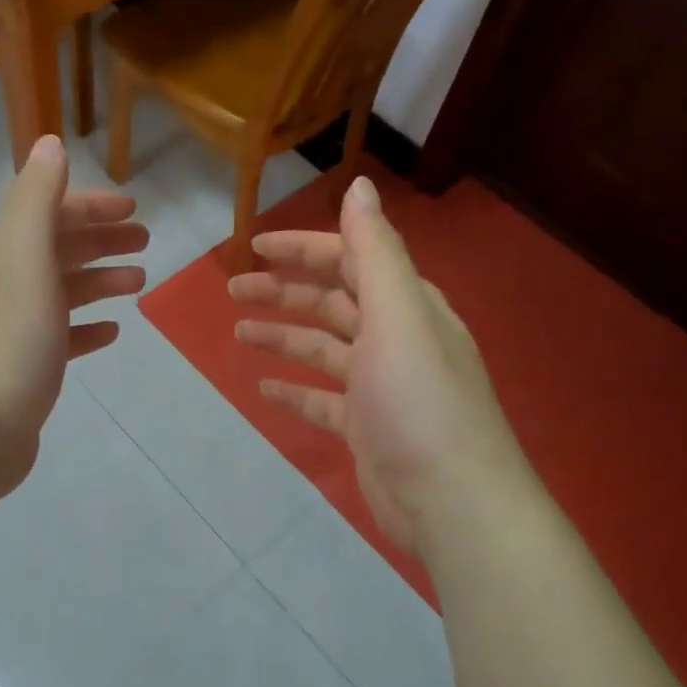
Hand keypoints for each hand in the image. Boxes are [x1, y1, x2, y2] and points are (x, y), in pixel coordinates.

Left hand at [0, 136, 146, 505]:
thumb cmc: (7, 342)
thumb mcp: (25, 259)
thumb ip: (38, 199)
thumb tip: (50, 142)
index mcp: (3, 252)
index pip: (48, 211)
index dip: (90, 205)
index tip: (135, 208)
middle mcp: (4, 283)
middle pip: (57, 248)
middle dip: (101, 239)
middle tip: (146, 241)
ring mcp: (12, 329)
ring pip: (62, 291)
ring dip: (99, 280)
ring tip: (139, 283)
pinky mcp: (24, 369)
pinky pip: (61, 337)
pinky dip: (86, 328)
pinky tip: (112, 332)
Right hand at [229, 176, 521, 553]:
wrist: (453, 501)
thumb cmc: (419, 402)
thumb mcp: (397, 316)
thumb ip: (375, 251)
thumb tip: (360, 185)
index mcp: (406, 305)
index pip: (350, 260)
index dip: (303, 248)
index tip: (254, 247)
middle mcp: (395, 338)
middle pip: (332, 302)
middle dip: (284, 291)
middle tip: (233, 288)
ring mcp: (381, 386)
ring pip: (323, 348)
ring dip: (283, 336)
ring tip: (238, 332)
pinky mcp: (367, 428)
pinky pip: (323, 399)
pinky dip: (295, 389)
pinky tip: (264, 389)